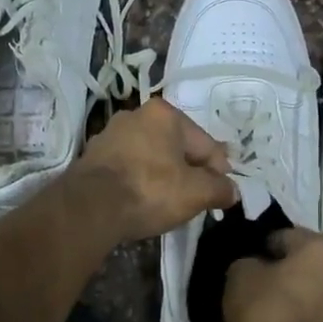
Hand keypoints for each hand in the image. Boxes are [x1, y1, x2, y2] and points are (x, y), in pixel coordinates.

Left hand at [74, 99, 238, 242]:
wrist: (90, 208)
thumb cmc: (150, 191)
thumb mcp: (196, 193)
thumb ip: (219, 189)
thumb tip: (232, 191)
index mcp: (164, 114)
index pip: (205, 144)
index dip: (218, 171)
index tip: (221, 194)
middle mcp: (135, 115)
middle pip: (176, 147)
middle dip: (189, 171)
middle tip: (196, 199)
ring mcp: (110, 134)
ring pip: (151, 156)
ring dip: (163, 176)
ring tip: (168, 203)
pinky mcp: (92, 157)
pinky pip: (128, 168)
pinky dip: (139, 181)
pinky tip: (141, 201)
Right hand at [222, 228, 322, 321]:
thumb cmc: (265, 313)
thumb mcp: (239, 274)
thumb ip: (250, 261)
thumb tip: (257, 267)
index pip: (285, 237)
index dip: (261, 250)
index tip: (247, 267)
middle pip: (307, 265)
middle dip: (286, 273)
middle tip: (259, 290)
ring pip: (317, 293)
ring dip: (300, 298)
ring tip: (274, 315)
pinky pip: (322, 321)